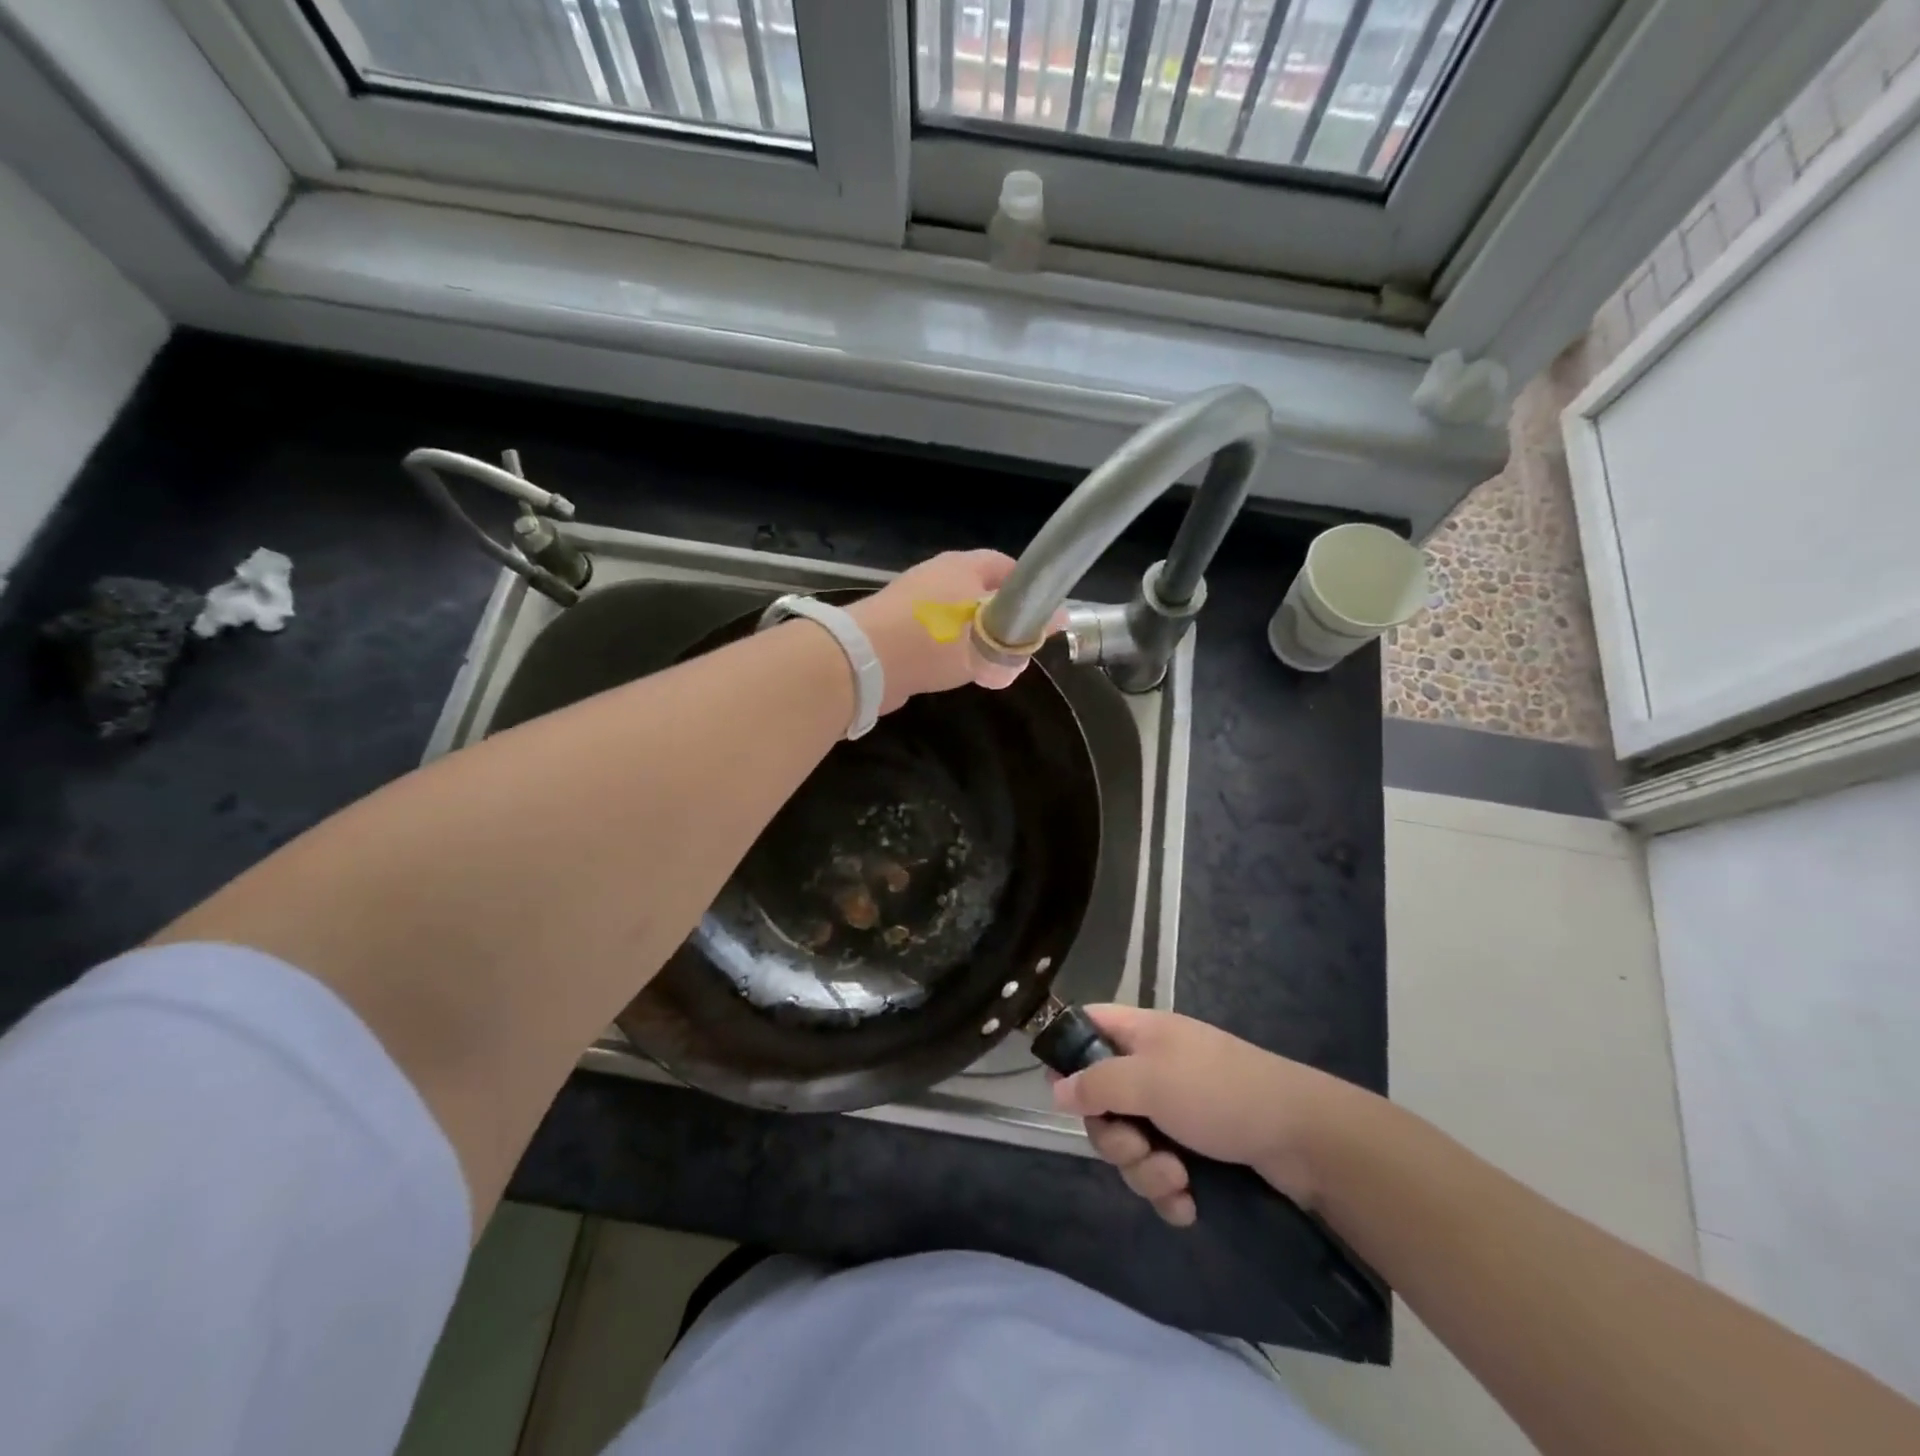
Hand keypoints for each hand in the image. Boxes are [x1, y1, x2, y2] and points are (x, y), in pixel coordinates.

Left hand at [846, 550, 1031, 712]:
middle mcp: (937, 575)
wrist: (865, 660)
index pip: (1006, 566)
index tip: (1041, 616)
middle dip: (1001, 619)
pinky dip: (948, 652)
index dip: (1027, 588)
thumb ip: (1025, 629)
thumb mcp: (989, 637)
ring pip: (957, 617)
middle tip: (1016, 647)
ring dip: (974, 640)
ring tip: (990, 667)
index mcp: (962, 565)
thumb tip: (1061, 617)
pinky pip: (933, 637)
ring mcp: (912, 601)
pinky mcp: (894, 628)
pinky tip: (955, 674)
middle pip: (980, 592)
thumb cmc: (936, 639)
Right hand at [1051, 1006, 1354, 1225]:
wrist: (1304, 1139)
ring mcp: (1176, 1110)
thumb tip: (1055, 1089)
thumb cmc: (1219, 1092)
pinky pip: (1160, 1172)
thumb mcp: (1150, 1080)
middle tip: (1139, 1148)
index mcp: (1141, 1035)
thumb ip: (1098, 1084)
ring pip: (1131, 1144)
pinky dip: (1169, 1191)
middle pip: (1103, 1101)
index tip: (1066, 1095)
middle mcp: (1153, 1068)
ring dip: (1145, 1170)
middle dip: (1115, 1137)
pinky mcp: (1197, 1150)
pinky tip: (1189, 1204)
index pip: (1088, 1026)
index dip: (1069, 1055)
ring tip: (1178, 1180)